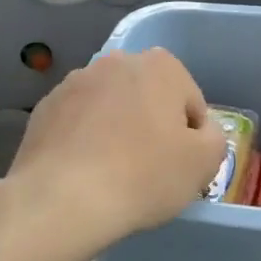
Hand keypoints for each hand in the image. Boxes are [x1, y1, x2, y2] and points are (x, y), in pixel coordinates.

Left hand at [0, 48, 226, 258]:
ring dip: (117, 130)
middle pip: (148, 98)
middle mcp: (117, 61)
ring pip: (111, 108)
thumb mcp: (204, 162)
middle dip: (152, 127)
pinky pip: (78, 123)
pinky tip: (85, 172)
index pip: (191, 103)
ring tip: (113, 173)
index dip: (191, 138)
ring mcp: (75, 82)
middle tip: (150, 169)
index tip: (180, 166)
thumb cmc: (144, 176)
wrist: (62, 199)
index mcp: (161, 65)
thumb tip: (201, 132)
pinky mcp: (46, 107)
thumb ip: (215, 137)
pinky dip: (85, 140)